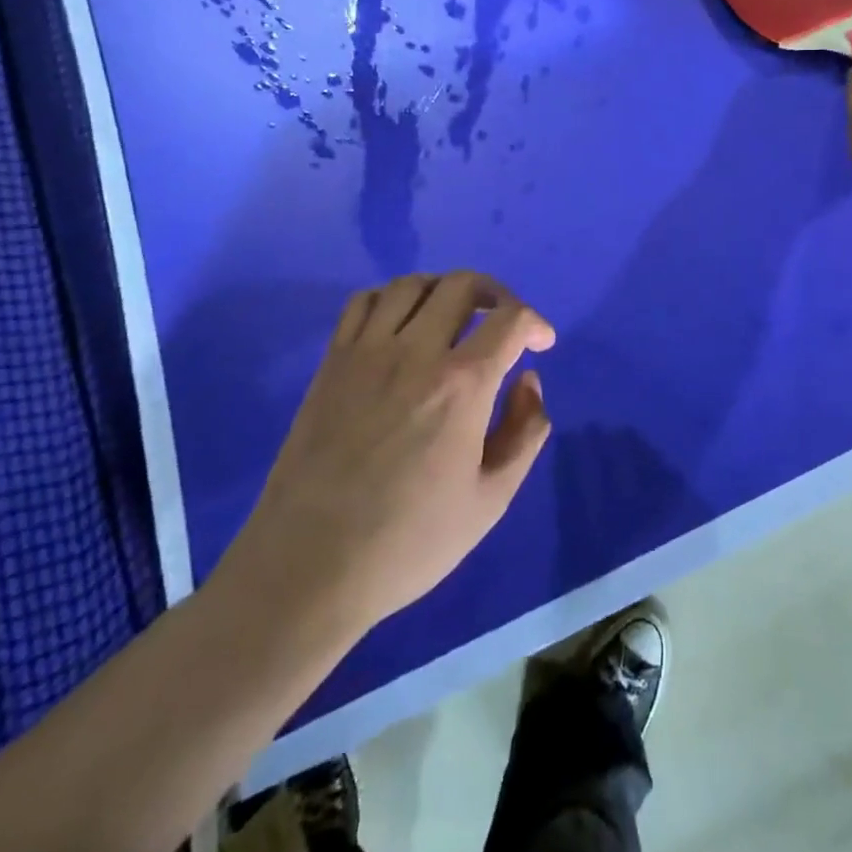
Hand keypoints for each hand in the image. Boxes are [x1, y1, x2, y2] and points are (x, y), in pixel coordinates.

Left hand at [216, 272, 554, 641]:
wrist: (309, 567)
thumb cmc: (409, 542)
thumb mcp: (490, 501)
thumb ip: (524, 432)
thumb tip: (528, 381)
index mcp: (461, 385)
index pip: (510, 320)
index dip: (536, 324)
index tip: (542, 344)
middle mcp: (415, 352)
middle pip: (462, 285)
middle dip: (496, 294)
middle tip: (504, 322)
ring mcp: (366, 353)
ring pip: (412, 284)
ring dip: (444, 289)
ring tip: (455, 317)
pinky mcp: (332, 363)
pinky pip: (363, 302)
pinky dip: (392, 298)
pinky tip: (401, 326)